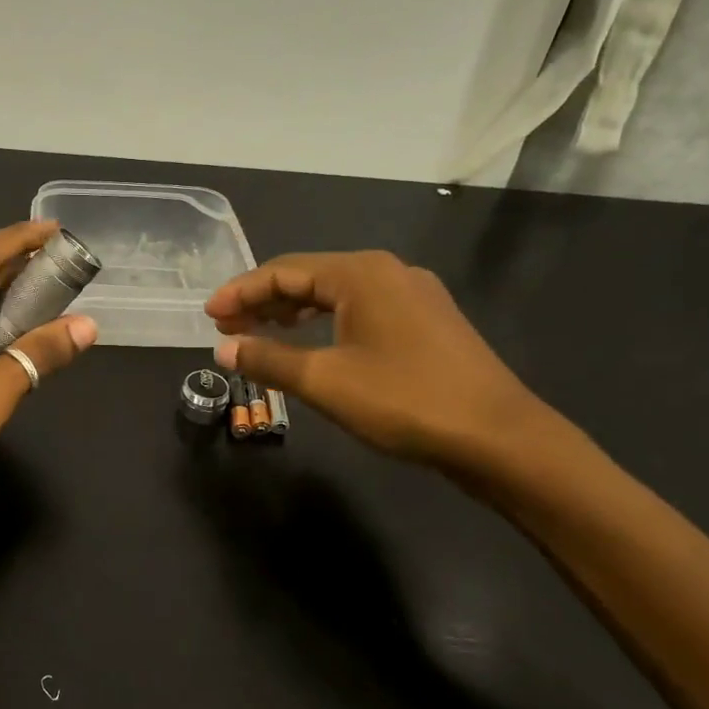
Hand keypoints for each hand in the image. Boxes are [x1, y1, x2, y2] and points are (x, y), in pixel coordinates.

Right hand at [205, 251, 540, 468]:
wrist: (499, 437)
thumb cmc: (405, 401)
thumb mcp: (325, 381)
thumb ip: (269, 360)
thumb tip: (224, 349)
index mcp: (361, 273)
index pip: (284, 271)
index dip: (241, 292)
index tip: (209, 315)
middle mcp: (387, 272)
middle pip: (309, 278)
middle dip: (264, 302)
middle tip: (227, 328)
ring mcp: (412, 295)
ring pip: (336, 295)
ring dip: (293, 313)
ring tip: (258, 335)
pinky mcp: (426, 322)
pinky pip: (360, 311)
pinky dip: (325, 324)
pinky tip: (311, 345)